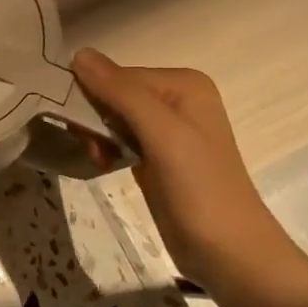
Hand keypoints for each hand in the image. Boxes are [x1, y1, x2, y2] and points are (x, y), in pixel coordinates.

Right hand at [70, 51, 307, 294]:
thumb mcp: (161, 134)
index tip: (79, 126)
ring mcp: (168, 130)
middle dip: (94, 118)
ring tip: (99, 159)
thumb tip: (79, 53)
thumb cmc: (199, 188)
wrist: (228, 253)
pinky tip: (104, 164)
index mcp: (183, 85)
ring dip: (97, 136)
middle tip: (91, 146)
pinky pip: (119, 139)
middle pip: (114, 94)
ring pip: (113, 118)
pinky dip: (106, 149)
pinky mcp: (157, 157)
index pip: (118, 75)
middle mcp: (176, 100)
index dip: (94, 96)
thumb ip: (121, 92)